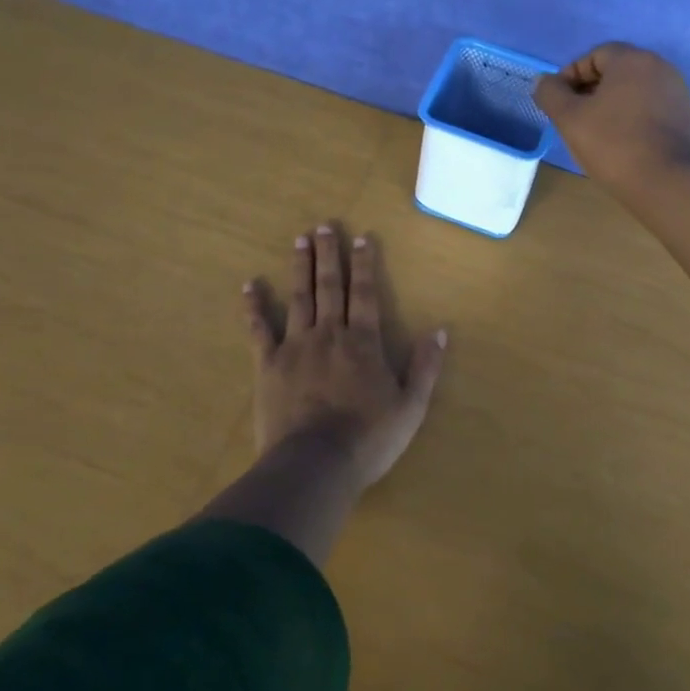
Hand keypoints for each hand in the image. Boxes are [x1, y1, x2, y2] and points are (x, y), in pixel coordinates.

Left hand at [242, 223, 448, 492]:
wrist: (314, 465)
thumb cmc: (368, 439)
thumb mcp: (410, 407)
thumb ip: (425, 367)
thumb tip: (440, 330)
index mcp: (363, 342)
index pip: (366, 294)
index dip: (365, 264)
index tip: (362, 237)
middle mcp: (330, 334)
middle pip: (330, 286)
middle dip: (329, 254)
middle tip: (324, 226)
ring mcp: (296, 347)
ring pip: (299, 298)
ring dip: (300, 267)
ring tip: (299, 240)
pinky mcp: (268, 365)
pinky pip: (259, 330)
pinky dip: (254, 307)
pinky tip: (249, 285)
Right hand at [534, 43, 689, 198]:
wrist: (670, 185)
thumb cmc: (615, 145)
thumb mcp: (570, 119)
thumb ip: (551, 93)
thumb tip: (544, 81)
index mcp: (633, 60)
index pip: (594, 55)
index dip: (571, 76)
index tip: (560, 104)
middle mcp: (661, 68)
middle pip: (617, 73)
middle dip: (592, 92)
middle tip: (575, 121)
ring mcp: (680, 94)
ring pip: (636, 93)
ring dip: (614, 108)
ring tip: (599, 137)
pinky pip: (654, 112)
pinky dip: (636, 121)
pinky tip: (626, 147)